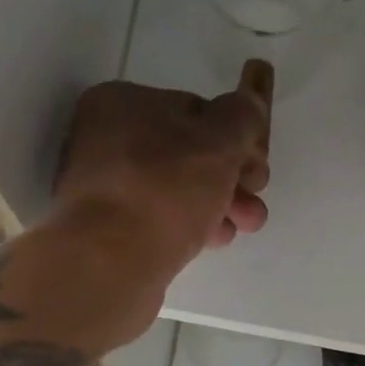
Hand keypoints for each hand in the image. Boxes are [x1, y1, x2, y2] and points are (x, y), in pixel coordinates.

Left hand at [53, 61, 272, 271]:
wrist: (111, 263)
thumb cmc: (164, 190)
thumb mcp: (217, 143)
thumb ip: (241, 117)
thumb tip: (250, 102)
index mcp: (123, 102)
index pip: (195, 110)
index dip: (236, 137)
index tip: (258, 167)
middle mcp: (107, 139)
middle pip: (188, 153)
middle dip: (232, 177)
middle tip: (255, 201)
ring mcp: (106, 187)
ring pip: (178, 189)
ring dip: (219, 204)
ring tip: (244, 225)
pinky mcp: (111, 230)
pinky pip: (161, 218)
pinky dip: (191, 226)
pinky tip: (214, 240)